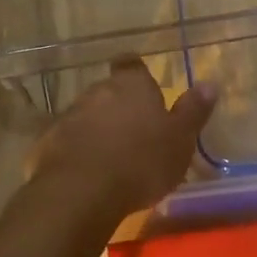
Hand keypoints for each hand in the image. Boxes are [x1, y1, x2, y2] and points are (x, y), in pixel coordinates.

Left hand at [30, 59, 217, 217]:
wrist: (81, 192)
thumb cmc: (141, 162)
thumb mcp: (180, 140)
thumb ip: (193, 111)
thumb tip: (209, 84)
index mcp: (131, 86)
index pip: (132, 64)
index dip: (138, 74)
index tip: (146, 90)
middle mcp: (97, 92)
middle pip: (109, 91)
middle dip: (120, 107)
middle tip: (136, 133)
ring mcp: (68, 116)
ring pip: (87, 116)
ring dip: (98, 129)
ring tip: (113, 157)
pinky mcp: (46, 144)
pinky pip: (67, 142)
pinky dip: (77, 152)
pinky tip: (87, 173)